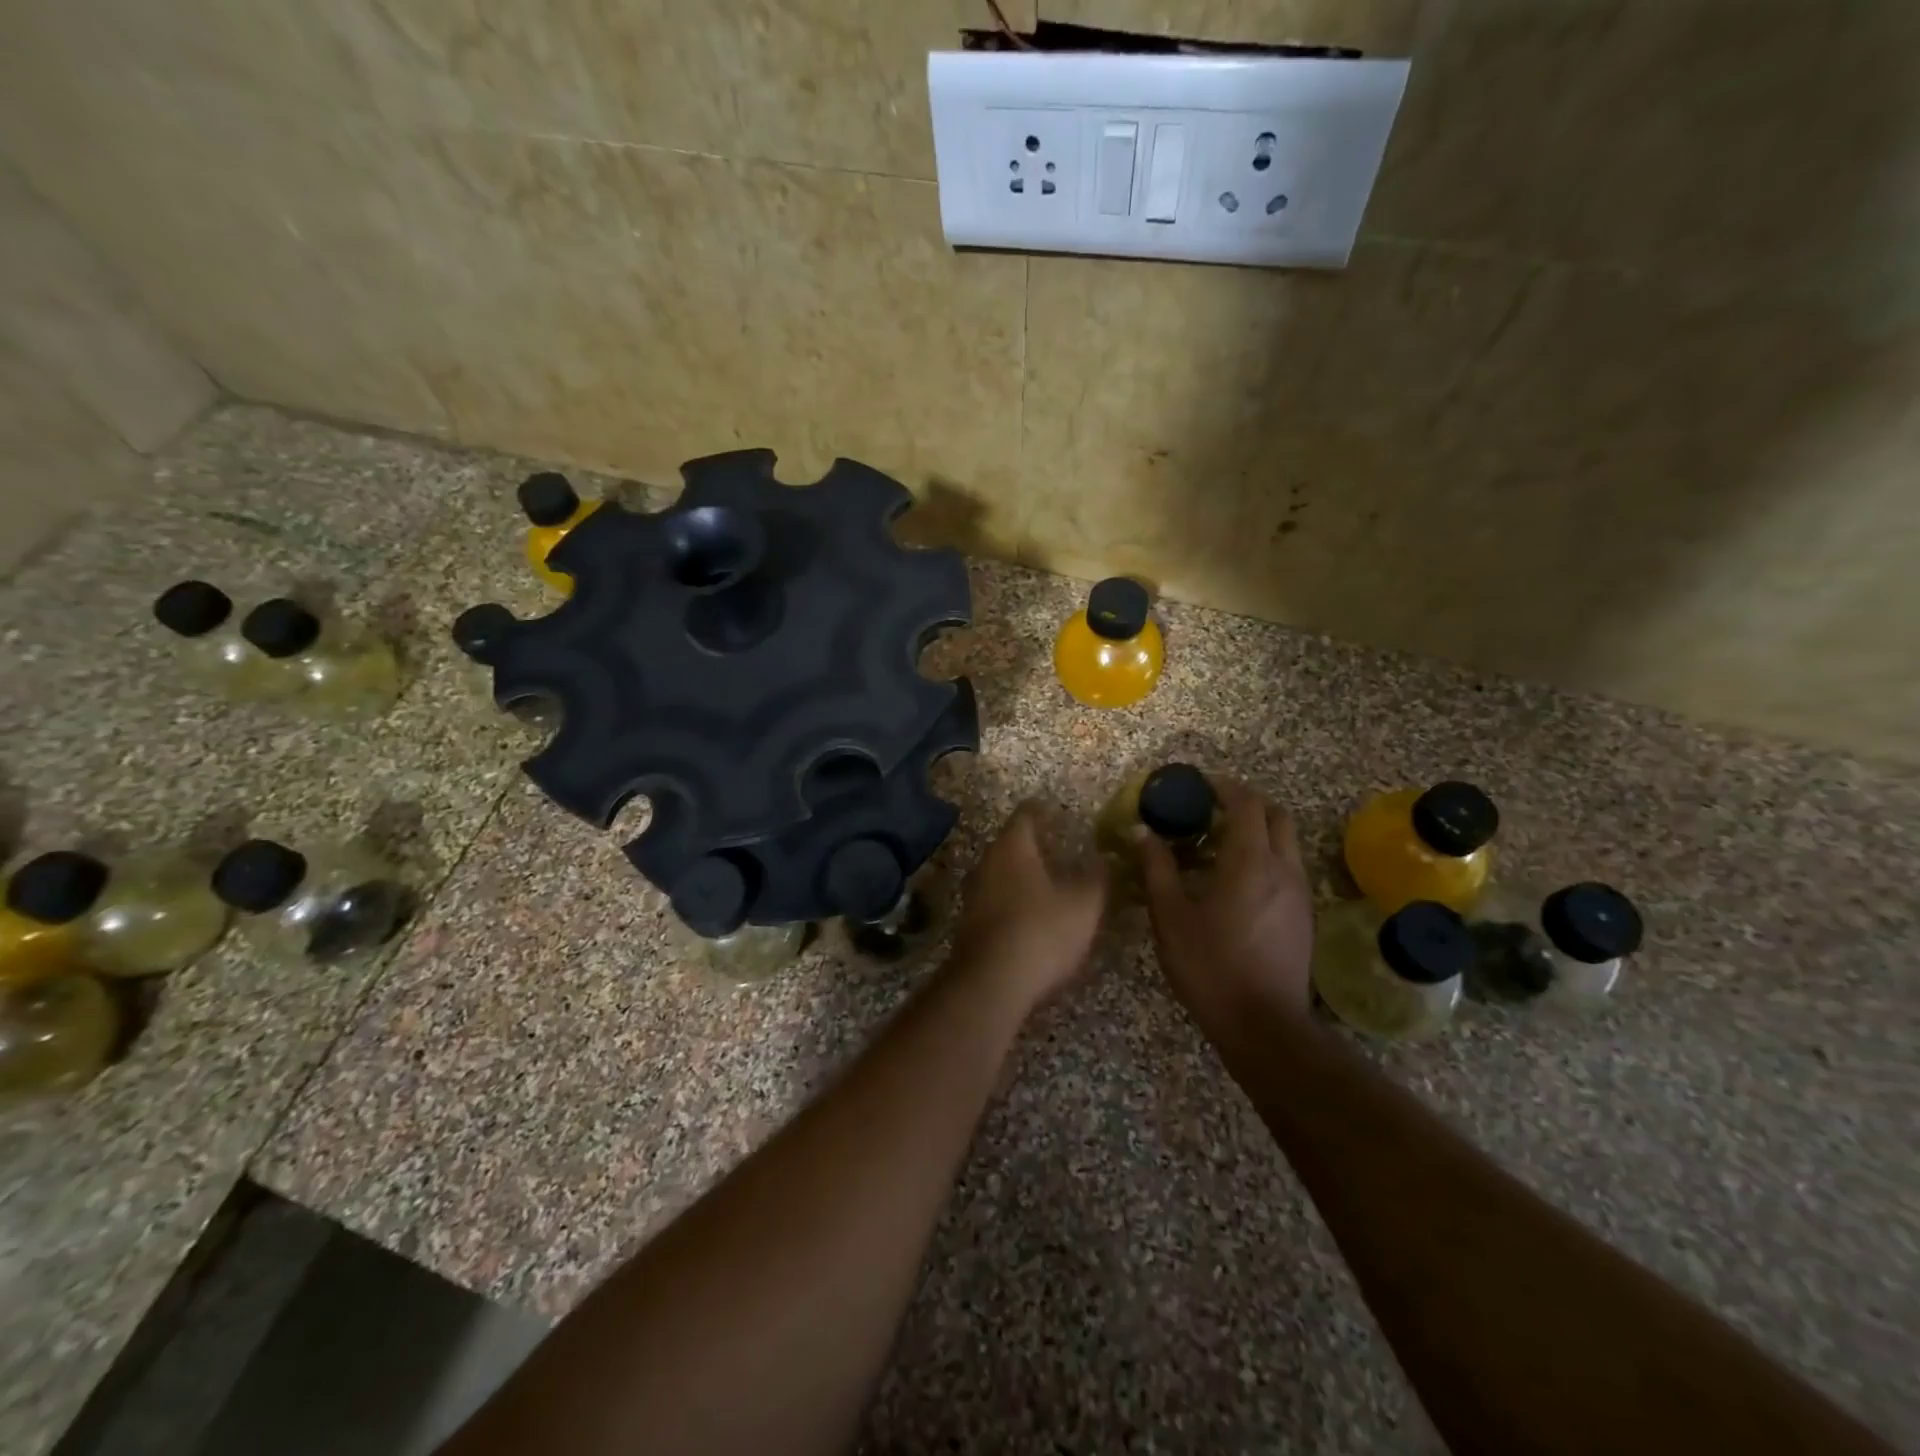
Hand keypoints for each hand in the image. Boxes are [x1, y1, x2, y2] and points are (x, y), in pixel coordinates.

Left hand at [951, 801, 1106, 1011]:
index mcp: (1013, 846)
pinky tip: (1033, 915)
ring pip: (1002, 872)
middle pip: (1011, 843)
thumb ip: (1097, 877)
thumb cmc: (1041, 931)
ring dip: (1023, 874)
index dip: (1043, 810)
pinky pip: (997, 900)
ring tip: (1050, 881)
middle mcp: (988, 862)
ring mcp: (974, 893)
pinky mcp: (971, 924)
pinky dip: (1015, 901)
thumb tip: (1104, 859)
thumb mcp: (1084, 904)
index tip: (1059, 812)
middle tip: (1061, 847)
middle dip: (1034, 844)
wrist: (991, 984)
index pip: (1026, 814)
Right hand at [1136, 779, 1313, 1032]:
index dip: (1223, 787)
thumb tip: (1142, 832)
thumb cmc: (1210, 966)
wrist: (1263, 1026)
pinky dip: (1265, 858)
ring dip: (1257, 832)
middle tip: (1211, 812)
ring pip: (1286, 843)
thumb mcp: (1171, 917)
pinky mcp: (1304, 917)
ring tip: (1218, 848)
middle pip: (1276, 815)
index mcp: (1251, 861)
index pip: (1246, 803)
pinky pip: (1288, 868)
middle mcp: (1284, 868)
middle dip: (1246, 804)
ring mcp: (1300, 893)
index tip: (1198, 786)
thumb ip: (1156, 869)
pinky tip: (1235, 884)